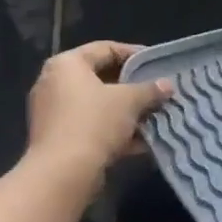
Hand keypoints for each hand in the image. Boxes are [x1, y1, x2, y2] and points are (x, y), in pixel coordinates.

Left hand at [25, 40, 171, 180]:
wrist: (62, 172)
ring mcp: (53, 113)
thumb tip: (167, 85)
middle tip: (157, 91)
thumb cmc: (94, 122)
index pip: (105, 49)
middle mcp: (54, 83)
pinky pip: (91, 127)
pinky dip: (114, 131)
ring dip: (126, 112)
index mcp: (67, 65)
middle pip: (101, 78)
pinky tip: (140, 142)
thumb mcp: (130, 101)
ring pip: (98, 105)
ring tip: (153, 117)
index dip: (134, 54)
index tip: (157, 64)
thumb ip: (150, 90)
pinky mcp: (57, 139)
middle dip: (132, 87)